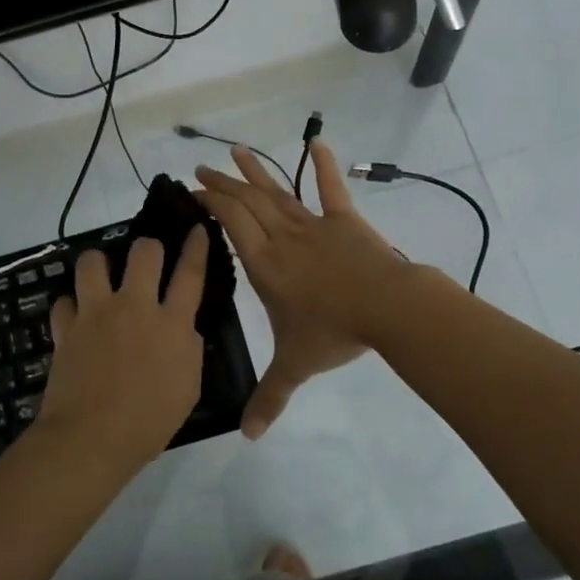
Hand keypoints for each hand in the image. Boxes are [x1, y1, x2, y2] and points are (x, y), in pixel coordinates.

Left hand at [35, 228, 208, 471]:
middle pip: (143, 252)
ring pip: (92, 261)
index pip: (190, 273)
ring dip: (99, 263)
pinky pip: (64, 300)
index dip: (196, 246)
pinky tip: (76, 316)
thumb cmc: (149, 422)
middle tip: (147, 260)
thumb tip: (184, 329)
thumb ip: (190, 351)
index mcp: (171, 323)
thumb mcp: (188, 389)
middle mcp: (134, 307)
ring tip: (102, 276)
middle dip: (148, 247)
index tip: (196, 227)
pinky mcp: (65, 328)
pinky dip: (71, 305)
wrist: (91, 439)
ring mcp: (95, 314)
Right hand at [195, 141, 408, 437]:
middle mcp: (282, 237)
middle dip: (222, 184)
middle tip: (201, 169)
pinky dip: (324, 166)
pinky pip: (331, 189)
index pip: (230, 223)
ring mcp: (314, 225)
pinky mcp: (345, 221)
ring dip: (256, 171)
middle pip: (247, 202)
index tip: (192, 189)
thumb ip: (270, 397)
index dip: (211, 203)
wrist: (387, 308)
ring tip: (235, 151)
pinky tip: (318, 142)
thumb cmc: (333, 331)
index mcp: (265, 264)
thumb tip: (250, 437)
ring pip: (278, 192)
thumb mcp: (295, 365)